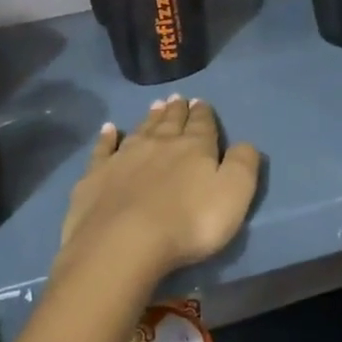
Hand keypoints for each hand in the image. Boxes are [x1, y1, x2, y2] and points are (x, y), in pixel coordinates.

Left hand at [57, 97, 261, 287]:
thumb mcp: (234, 194)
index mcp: (194, 148)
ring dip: (149, 118)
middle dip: (176, 110)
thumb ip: (243, 165)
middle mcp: (159, 144)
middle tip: (177, 98)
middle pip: (170, 122)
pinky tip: (108, 129)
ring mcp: (124, 158)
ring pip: (140, 130)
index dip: (203, 113)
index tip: (201, 102)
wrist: (123, 243)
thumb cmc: (188, 222)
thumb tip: (246, 143)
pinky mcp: (96, 176)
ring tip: (155, 105)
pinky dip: (107, 137)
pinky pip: (103, 149)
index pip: (202, 124)